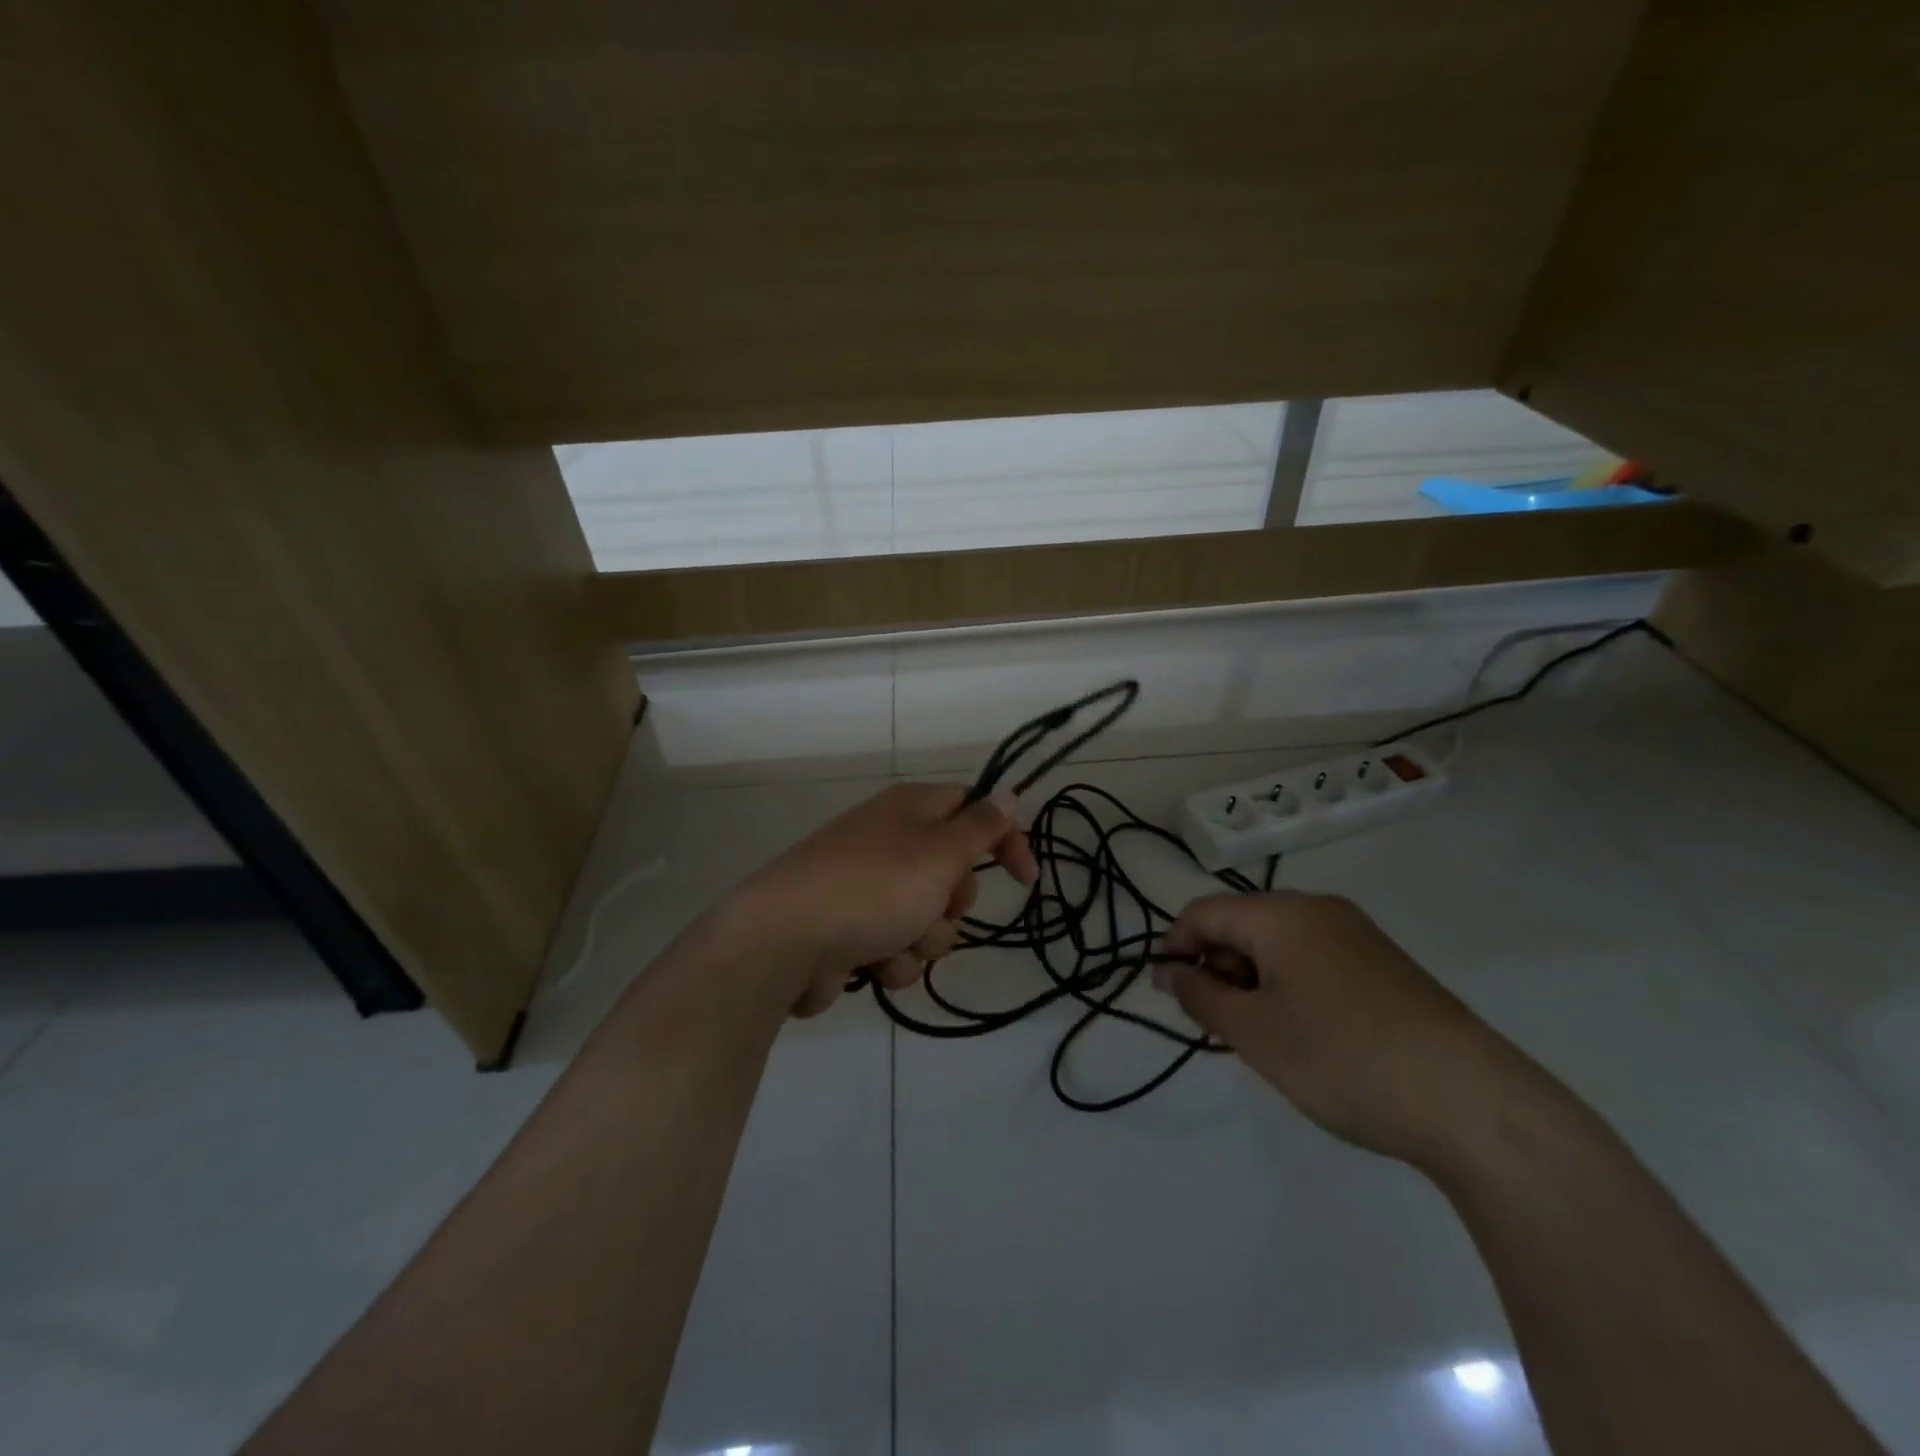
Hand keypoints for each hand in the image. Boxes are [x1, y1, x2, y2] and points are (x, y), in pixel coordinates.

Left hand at [734, 782, 1038, 1017]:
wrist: (782, 942)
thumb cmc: (872, 889)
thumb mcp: (939, 853)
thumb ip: (980, 826)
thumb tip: (1008, 791)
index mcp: (910, 809)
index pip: (972, 808)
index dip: (1003, 839)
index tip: (1025, 880)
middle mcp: (890, 841)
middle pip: (952, 872)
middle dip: (953, 903)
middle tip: (934, 906)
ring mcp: (868, 888)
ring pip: (928, 919)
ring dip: (923, 939)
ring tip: (893, 942)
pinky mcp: (851, 930)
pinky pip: (897, 947)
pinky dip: (891, 959)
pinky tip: (868, 963)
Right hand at [1156, 892, 1534, 1167]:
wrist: (1473, 1103)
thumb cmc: (1343, 1059)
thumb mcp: (1254, 1033)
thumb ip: (1200, 996)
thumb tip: (1170, 970)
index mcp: (1281, 914)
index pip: (1204, 912)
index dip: (1174, 946)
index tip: (1164, 992)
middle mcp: (1319, 909)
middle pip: (1242, 924)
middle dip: (1217, 967)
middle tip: (1218, 1025)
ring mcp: (1358, 935)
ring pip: (1279, 944)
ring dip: (1253, 980)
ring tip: (1262, 1037)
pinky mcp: (1386, 965)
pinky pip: (1315, 959)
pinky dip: (1291, 986)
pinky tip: (1307, 1035)